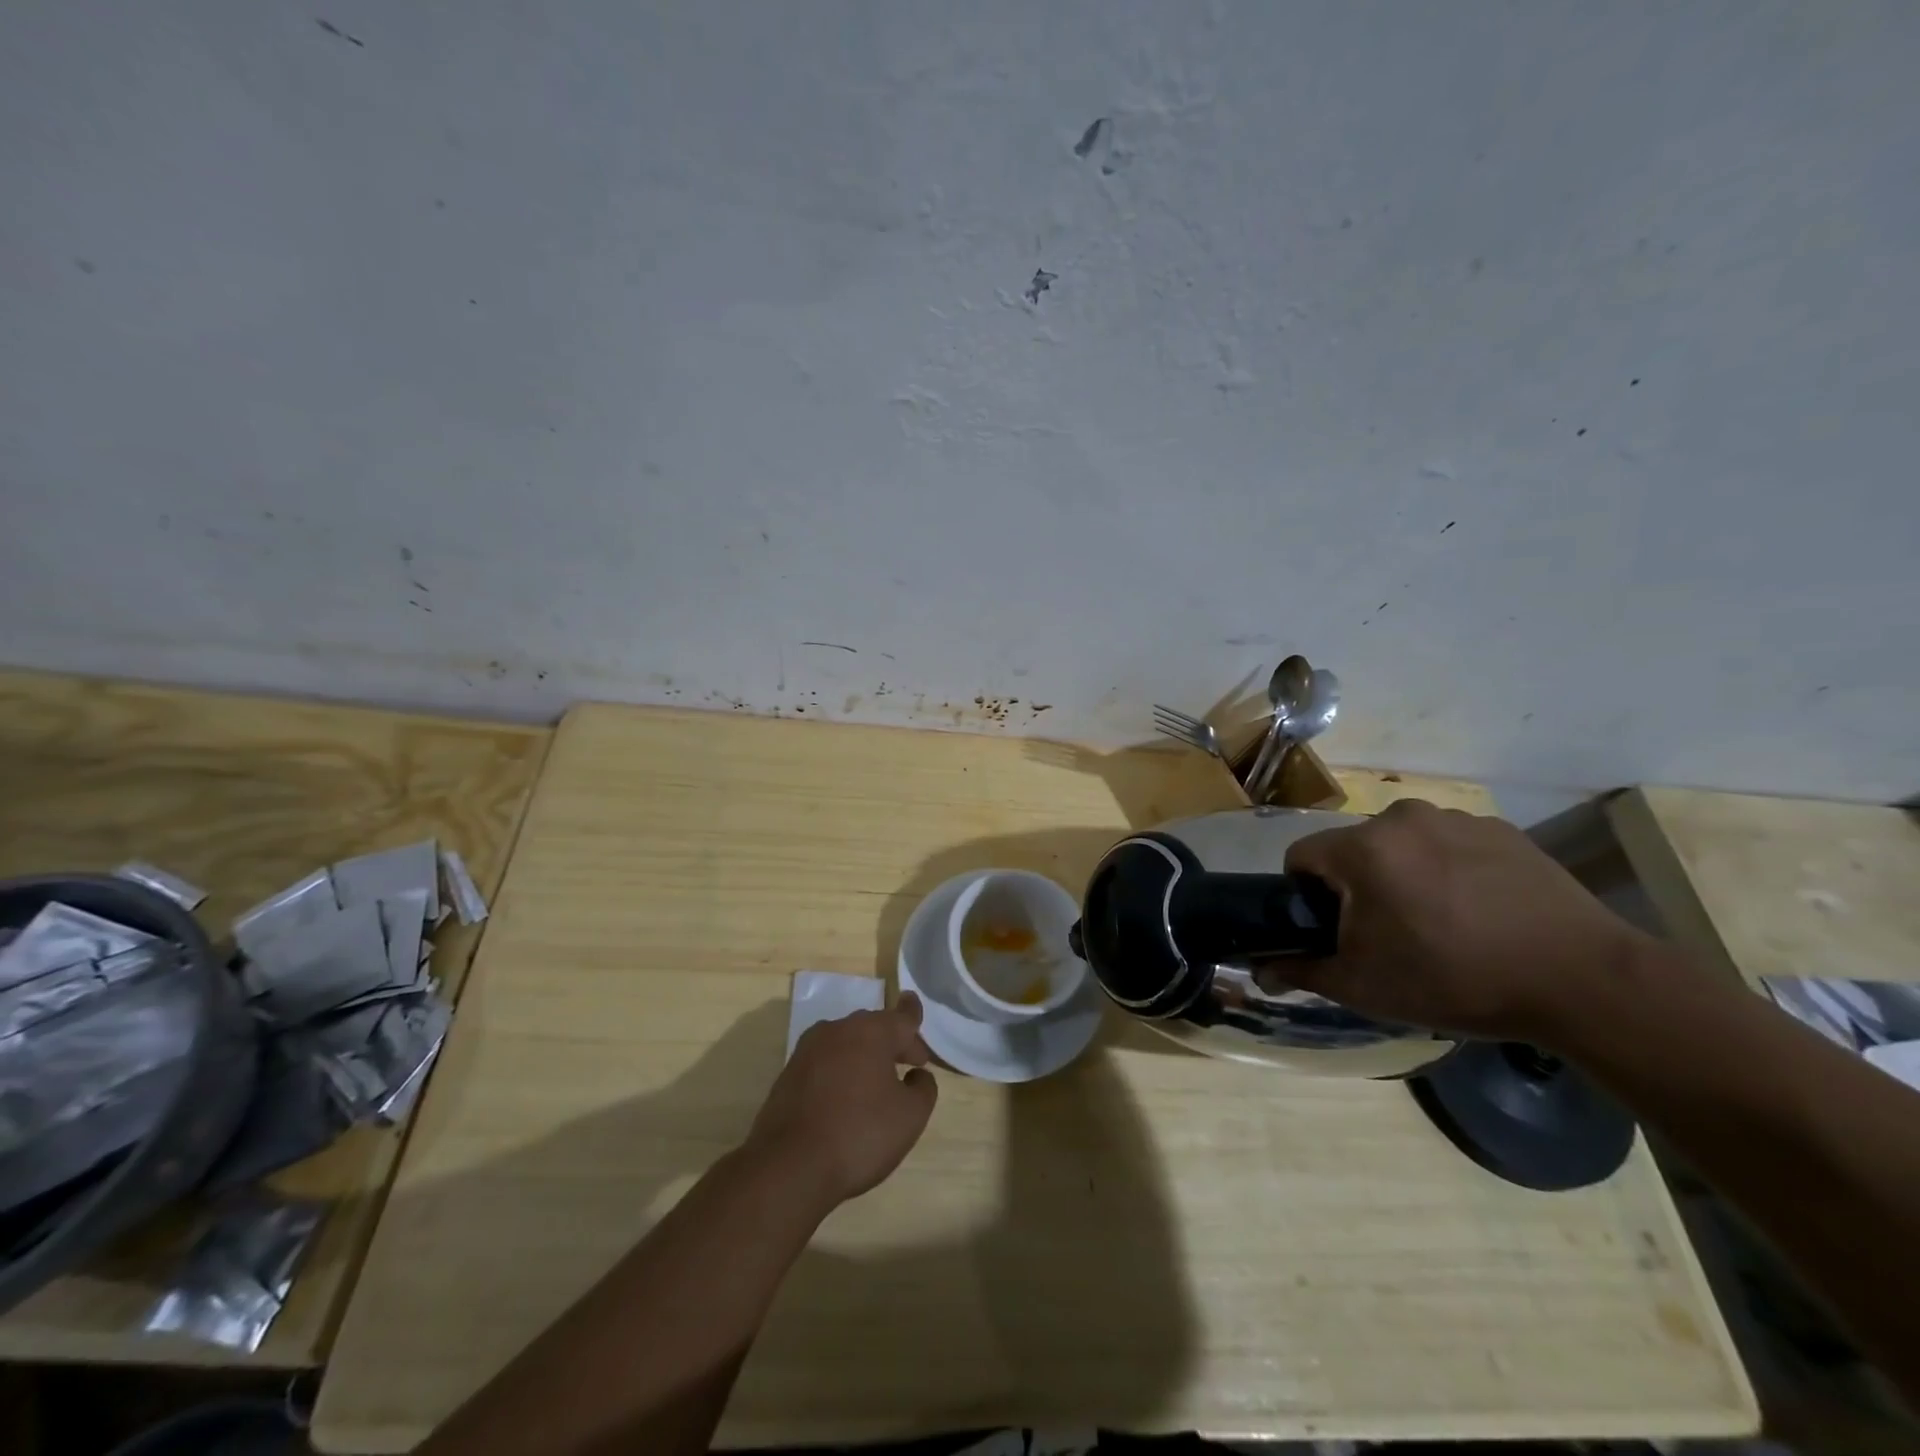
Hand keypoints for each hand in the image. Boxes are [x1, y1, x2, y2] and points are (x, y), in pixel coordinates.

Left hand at [744, 994, 937, 1209]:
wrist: (789, 1166)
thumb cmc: (860, 1134)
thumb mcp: (910, 1116)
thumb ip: (923, 1088)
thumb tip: (916, 1075)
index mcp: (871, 1032)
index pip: (901, 1017)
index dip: (913, 1015)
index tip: (915, 1009)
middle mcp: (838, 1030)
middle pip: (873, 1027)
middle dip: (892, 1042)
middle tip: (908, 1065)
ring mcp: (808, 1050)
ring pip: (847, 1043)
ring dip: (865, 1056)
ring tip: (877, 1083)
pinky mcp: (789, 1073)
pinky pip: (825, 1061)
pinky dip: (841, 1070)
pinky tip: (845, 1098)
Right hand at [1267, 799, 1656, 1044]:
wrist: (1584, 982)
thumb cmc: (1456, 979)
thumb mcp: (1366, 986)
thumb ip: (1302, 971)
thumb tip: (1262, 972)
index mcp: (1362, 848)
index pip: (1301, 857)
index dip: (1305, 895)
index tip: (1334, 930)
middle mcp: (1402, 817)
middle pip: (1354, 849)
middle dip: (1359, 886)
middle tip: (1390, 936)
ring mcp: (1457, 818)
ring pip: (1403, 844)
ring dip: (1405, 875)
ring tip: (1442, 925)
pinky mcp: (1502, 830)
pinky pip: (1450, 845)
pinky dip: (1450, 870)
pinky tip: (1481, 913)